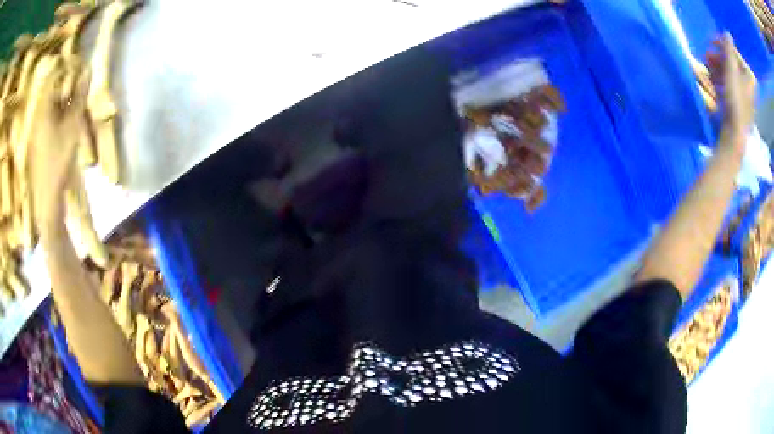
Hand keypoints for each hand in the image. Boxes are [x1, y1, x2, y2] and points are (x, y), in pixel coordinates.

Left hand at [29, 58, 89, 231]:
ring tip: (75, 106)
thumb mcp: (72, 125)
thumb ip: (79, 96)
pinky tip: (65, 123)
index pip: (56, 74)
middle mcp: (38, 112)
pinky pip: (48, 116)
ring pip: (51, 101)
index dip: (69, 68)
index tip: (82, 70)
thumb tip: (88, 70)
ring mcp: (36, 126)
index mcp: (44, 106)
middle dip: (68, 83)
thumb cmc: (58, 159)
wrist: (46, 197)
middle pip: (53, 87)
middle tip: (81, 89)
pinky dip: (58, 113)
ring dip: (64, 99)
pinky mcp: (37, 138)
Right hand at [707, 33, 756, 139]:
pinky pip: (728, 83)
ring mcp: (743, 93)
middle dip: (718, 57)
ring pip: (728, 72)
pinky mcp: (738, 101)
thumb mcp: (731, 68)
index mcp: (749, 75)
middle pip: (731, 62)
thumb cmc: (735, 99)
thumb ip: (728, 47)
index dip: (722, 45)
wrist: (734, 131)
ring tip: (706, 65)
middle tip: (707, 55)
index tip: (711, 42)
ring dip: (717, 66)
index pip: (734, 51)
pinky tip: (711, 77)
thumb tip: (726, 32)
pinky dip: (719, 77)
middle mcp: (748, 83)